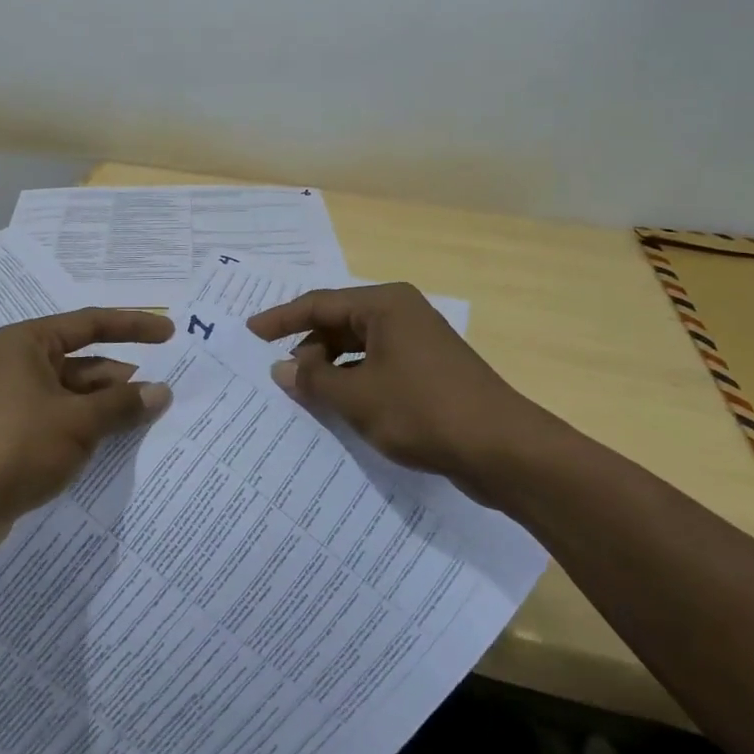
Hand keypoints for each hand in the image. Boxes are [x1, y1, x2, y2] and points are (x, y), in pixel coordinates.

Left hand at [0, 309, 173, 557]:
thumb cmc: (15, 445)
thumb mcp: (77, 422)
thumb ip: (122, 404)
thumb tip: (162, 392)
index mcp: (30, 343)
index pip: (91, 324)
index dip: (134, 326)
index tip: (170, 333)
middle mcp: (23, 365)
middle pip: (86, 363)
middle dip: (124, 379)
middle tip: (168, 394)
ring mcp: (19, 403)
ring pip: (77, 397)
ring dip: (110, 409)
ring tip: (153, 422)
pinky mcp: (18, 438)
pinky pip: (65, 424)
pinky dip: (92, 431)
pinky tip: (120, 446)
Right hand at [249, 283, 558, 505]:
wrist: (503, 449)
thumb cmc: (423, 411)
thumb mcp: (357, 397)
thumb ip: (314, 380)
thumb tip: (282, 368)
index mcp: (385, 305)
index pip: (319, 303)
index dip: (281, 319)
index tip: (250, 333)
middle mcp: (402, 314)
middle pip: (340, 323)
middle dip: (308, 349)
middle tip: (280, 376)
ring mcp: (419, 343)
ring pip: (359, 348)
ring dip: (331, 369)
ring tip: (306, 395)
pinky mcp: (430, 372)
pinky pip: (378, 367)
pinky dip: (355, 382)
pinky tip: (341, 409)